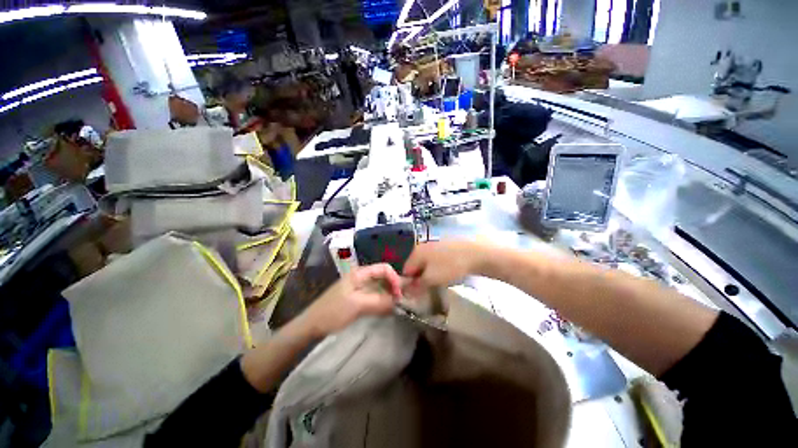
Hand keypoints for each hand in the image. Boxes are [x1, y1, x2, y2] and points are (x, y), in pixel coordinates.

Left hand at [300, 264, 402, 337]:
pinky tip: (386, 309)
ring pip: (379, 286)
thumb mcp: (357, 305)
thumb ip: (379, 301)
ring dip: (388, 294)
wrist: (312, 325)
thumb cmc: (333, 312)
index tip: (399, 294)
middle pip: (383, 276)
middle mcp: (361, 277)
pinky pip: (374, 295)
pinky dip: (382, 300)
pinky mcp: (358, 297)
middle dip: (393, 286)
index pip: (384, 268)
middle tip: (401, 301)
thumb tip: (398, 301)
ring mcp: (359, 287)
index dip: (394, 278)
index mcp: (360, 273)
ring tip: (396, 306)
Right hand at [402, 240, 487, 292]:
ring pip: (427, 263)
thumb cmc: (451, 266)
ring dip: (430, 274)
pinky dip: (439, 268)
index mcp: (416, 252)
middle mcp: (423, 246)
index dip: (409, 284)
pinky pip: (437, 260)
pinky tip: (449, 273)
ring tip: (440, 282)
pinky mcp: (446, 246)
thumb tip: (406, 292)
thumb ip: (417, 285)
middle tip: (429, 289)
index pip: (406, 270)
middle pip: (416, 266)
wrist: (476, 253)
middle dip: (420, 279)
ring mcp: (435, 244)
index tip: (416, 294)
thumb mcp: (431, 279)